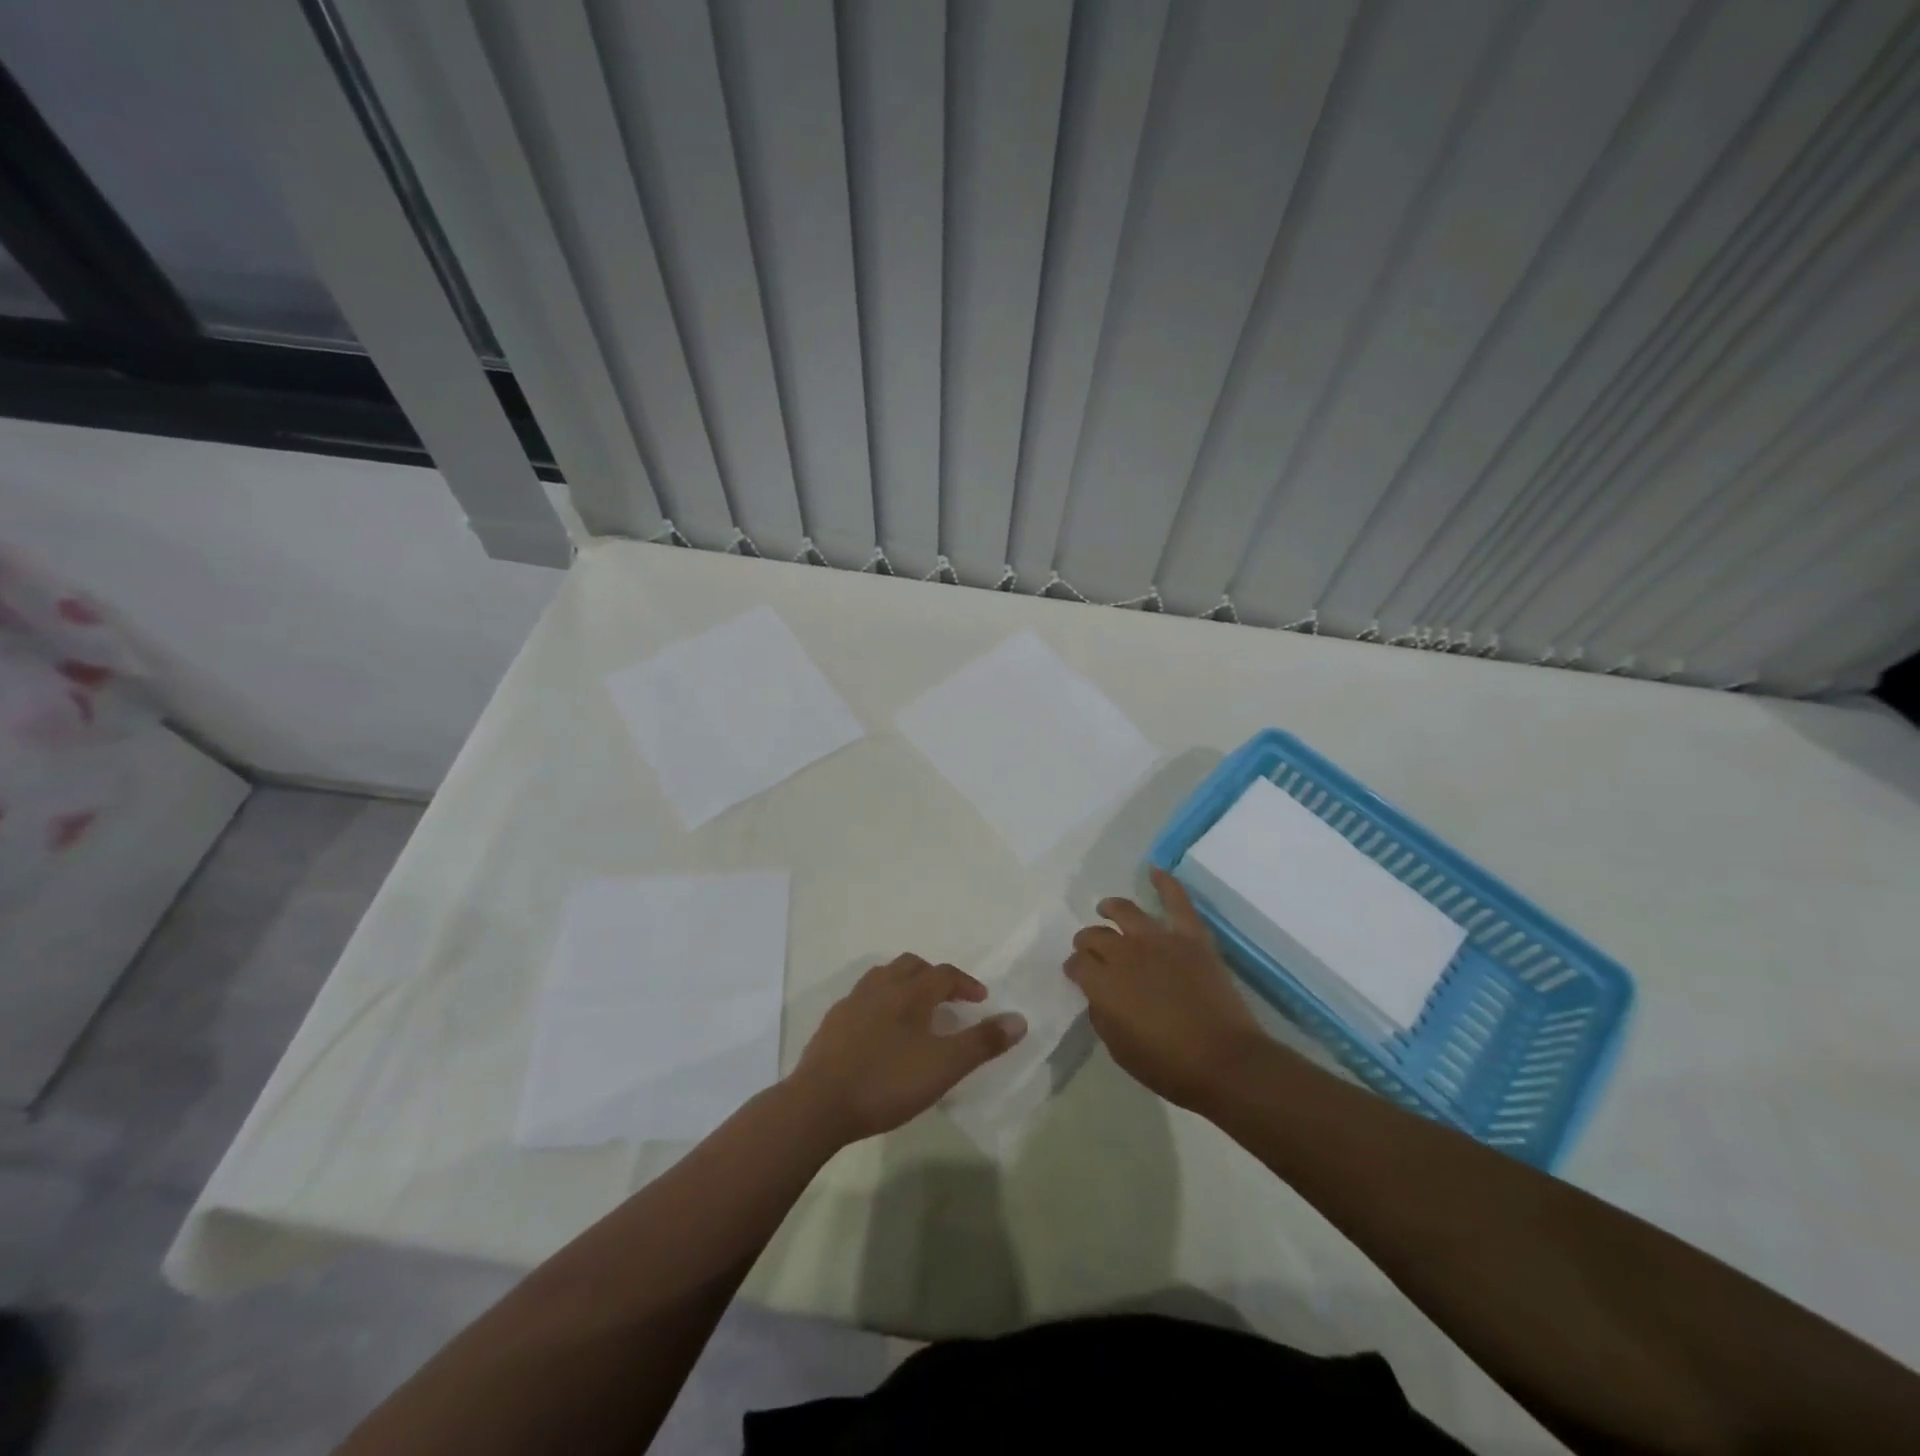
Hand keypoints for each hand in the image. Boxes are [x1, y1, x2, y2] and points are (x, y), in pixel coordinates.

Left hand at [786, 955, 1025, 1144]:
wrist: (818, 1104)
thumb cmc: (887, 1082)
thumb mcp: (944, 1067)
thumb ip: (982, 1043)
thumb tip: (1019, 1019)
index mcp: (909, 993)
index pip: (944, 974)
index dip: (966, 984)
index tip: (981, 1001)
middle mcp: (880, 987)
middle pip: (911, 966)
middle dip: (933, 976)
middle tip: (948, 1000)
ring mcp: (851, 1003)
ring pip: (882, 978)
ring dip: (904, 985)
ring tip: (915, 1011)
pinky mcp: (831, 1024)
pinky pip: (862, 1000)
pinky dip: (879, 1004)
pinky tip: (880, 1032)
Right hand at [1065, 868, 1266, 1111]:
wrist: (1226, 1062)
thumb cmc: (1169, 1066)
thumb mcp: (1120, 1050)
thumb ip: (1102, 1016)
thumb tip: (1098, 995)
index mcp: (1104, 984)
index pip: (1078, 964)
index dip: (1075, 967)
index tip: (1077, 974)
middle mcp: (1125, 954)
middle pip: (1095, 936)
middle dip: (1086, 941)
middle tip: (1089, 948)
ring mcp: (1159, 940)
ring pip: (1125, 912)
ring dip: (1110, 908)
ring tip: (1106, 908)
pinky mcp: (1191, 937)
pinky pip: (1176, 902)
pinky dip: (1165, 883)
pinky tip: (1154, 870)